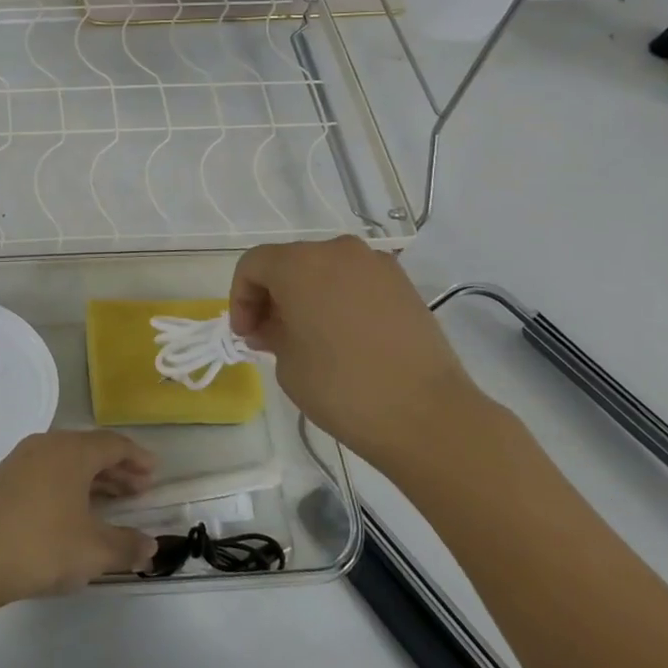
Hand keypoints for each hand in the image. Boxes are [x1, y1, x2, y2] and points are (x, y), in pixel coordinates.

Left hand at [0, 431, 157, 606]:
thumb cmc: (40, 545)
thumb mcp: (92, 551)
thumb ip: (126, 546)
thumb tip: (151, 545)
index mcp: (73, 451)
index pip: (114, 444)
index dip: (137, 457)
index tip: (154, 472)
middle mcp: (48, 445)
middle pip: (90, 449)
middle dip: (117, 468)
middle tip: (139, 489)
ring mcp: (22, 459)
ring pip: (67, 461)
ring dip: (93, 478)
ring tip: (112, 501)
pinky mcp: (4, 478)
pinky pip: (48, 471)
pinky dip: (69, 484)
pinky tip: (73, 510)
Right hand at [230, 237, 491, 475]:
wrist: (427, 416)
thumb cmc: (341, 387)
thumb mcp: (286, 362)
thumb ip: (270, 333)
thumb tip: (272, 326)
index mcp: (299, 264)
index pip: (253, 266)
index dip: (240, 298)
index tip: (245, 335)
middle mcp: (337, 251)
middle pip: (289, 262)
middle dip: (272, 295)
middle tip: (269, 334)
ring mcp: (376, 264)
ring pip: (324, 269)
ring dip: (307, 294)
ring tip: (307, 335)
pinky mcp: (403, 284)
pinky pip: (355, 281)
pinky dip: (339, 298)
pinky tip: (342, 335)